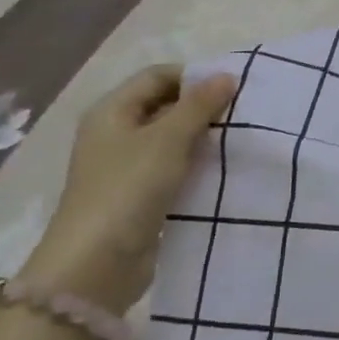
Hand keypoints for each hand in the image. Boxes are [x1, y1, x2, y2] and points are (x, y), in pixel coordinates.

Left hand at [20, 67, 237, 313]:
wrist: (97, 264)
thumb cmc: (128, 189)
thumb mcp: (167, 140)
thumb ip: (199, 106)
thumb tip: (227, 75)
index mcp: (111, 111)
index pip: (157, 76)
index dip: (193, 76)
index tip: (232, 87)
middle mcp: (115, 133)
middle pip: (164, 105)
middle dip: (202, 106)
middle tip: (241, 112)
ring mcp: (125, 166)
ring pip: (171, 139)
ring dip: (202, 137)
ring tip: (238, 138)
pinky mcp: (138, 195)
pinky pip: (173, 168)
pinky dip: (196, 164)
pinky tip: (222, 168)